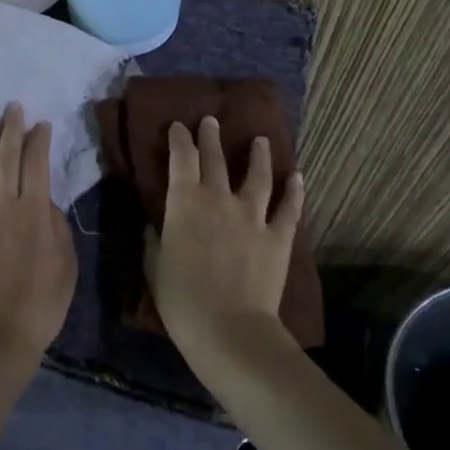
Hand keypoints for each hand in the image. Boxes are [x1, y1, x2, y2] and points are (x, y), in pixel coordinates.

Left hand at [0, 102, 76, 358]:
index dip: (38, 142)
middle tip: (13, 107)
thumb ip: (56, 228)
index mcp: (33, 213)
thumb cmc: (41, 306)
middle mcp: (2, 209)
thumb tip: (44, 202)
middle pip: (6, 161)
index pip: (36, 166)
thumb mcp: (66, 266)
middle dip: (11, 131)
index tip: (41, 124)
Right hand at [149, 118, 305, 355]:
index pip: (181, 160)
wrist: (229, 329)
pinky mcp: (278, 236)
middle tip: (210, 121)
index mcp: (184, 203)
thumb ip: (154, 241)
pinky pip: (289, 208)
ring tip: (261, 140)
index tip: (178, 126)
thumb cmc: (182, 300)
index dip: (179, 139)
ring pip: (257, 175)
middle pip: (215, 159)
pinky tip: (297, 177)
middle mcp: (218, 199)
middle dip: (211, 137)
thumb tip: (153, 225)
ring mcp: (252, 216)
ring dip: (258, 155)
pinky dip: (294, 191)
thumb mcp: (155, 268)